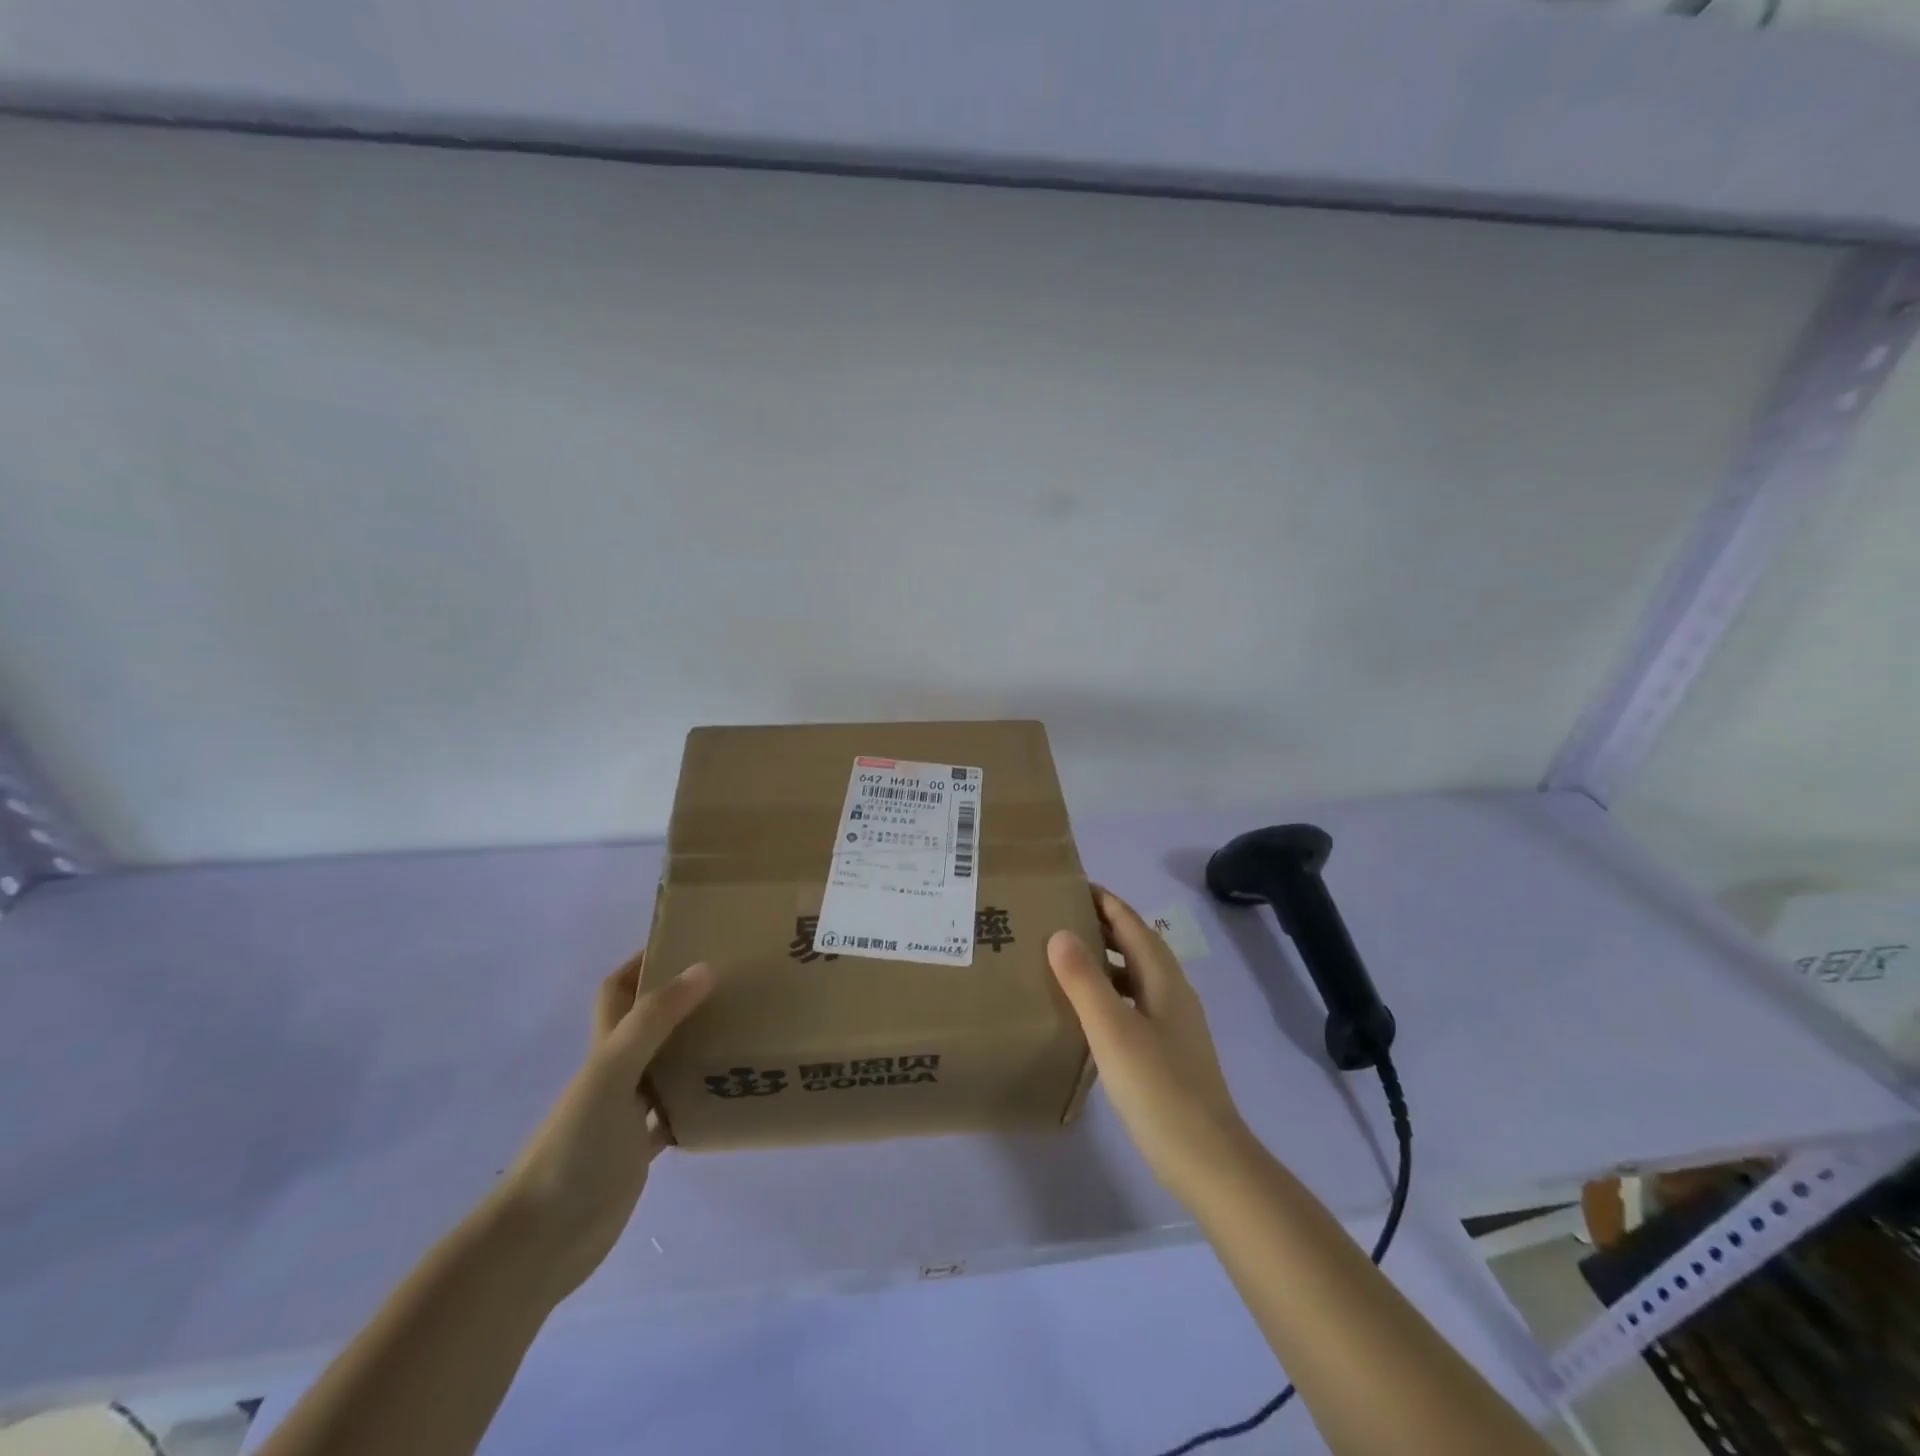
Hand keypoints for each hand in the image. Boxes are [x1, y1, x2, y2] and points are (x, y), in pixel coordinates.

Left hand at [493, 953, 712, 1298]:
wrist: (539, 1242)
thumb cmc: (573, 1148)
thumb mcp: (612, 1074)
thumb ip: (655, 1021)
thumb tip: (705, 967)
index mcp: (605, 1048)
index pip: (618, 989)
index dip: (643, 961)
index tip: (689, 941)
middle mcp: (615, 1073)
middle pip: (649, 1023)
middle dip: (684, 1000)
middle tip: (734, 984)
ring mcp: (625, 1114)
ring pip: (666, 1066)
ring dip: (697, 1049)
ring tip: (744, 1032)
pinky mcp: (638, 1152)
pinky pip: (675, 1115)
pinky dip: (699, 1103)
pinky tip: (730, 1097)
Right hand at [1048, 888, 1249, 1202]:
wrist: (1207, 1160)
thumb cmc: (1159, 1089)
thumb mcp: (1113, 1030)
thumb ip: (1085, 981)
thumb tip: (1059, 932)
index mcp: (1164, 980)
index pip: (1132, 924)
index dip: (1105, 901)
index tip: (1071, 884)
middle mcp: (1173, 994)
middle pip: (1137, 945)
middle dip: (1103, 925)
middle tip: (1059, 915)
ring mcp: (1173, 1025)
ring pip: (1136, 976)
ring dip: (1106, 959)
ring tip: (1065, 957)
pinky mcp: (1168, 1052)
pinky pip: (1134, 1003)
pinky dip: (1110, 992)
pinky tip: (1087, 1011)